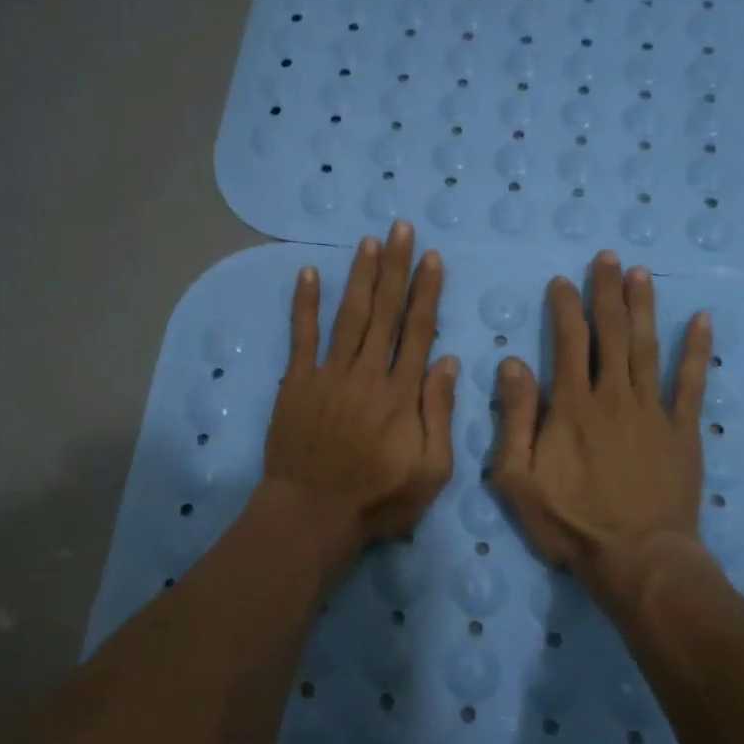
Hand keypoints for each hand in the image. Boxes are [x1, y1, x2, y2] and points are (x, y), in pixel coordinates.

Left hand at [261, 222, 459, 565]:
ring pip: (349, 315)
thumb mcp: (431, 470)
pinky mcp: (297, 382)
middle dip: (396, 267)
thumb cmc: (377, 499)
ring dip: (360, 276)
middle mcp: (367, 373)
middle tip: (401, 228)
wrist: (311, 514)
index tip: (432, 258)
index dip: (426, 292)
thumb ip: (439, 413)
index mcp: (402, 393)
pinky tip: (309, 273)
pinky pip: (301, 336)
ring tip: (369, 242)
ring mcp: (329, 374)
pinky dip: (304, 304)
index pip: (417, 330)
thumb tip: (445, 360)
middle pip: (385, 311)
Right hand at [492, 251, 712, 600]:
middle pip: (611, 333)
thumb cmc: (572, 522)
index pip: (568, 341)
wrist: (638, 559)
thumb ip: (515, 418)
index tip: (561, 281)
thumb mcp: (519, 477)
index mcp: (572, 405)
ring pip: (647, 347)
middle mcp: (614, 395)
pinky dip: (696, 350)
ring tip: (641, 273)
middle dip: (606, 292)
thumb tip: (513, 363)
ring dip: (643, 307)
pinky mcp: (683, 430)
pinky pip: (691, 382)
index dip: (564, 307)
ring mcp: (653, 410)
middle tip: (607, 258)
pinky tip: (701, 320)